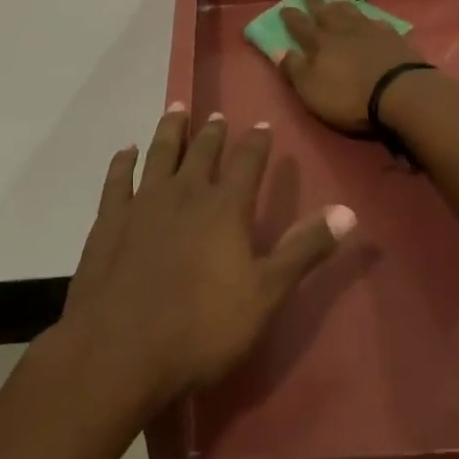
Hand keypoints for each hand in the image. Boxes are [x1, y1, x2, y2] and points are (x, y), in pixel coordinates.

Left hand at [55, 108, 354, 414]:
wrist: (120, 351)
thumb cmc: (202, 329)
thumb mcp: (266, 294)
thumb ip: (304, 249)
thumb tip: (348, 211)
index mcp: (225, 207)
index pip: (247, 162)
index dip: (257, 143)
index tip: (263, 125)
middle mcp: (185, 193)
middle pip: (202, 152)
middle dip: (213, 133)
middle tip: (217, 115)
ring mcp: (143, 203)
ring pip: (160, 153)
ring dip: (170, 130)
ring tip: (176, 108)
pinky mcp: (110, 221)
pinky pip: (118, 180)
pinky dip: (123, 162)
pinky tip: (126, 151)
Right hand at [279, 0, 427, 133]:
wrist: (400, 92)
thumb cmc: (349, 96)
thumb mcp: (312, 90)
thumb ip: (295, 69)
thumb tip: (279, 50)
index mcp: (320, 43)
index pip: (301, 26)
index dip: (291, 17)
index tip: (284, 8)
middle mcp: (343, 30)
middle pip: (326, 13)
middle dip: (315, 5)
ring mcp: (370, 31)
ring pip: (351, 12)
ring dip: (341, 6)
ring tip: (335, 1)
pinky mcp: (393, 38)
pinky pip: (378, 22)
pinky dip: (370, 19)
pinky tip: (371, 20)